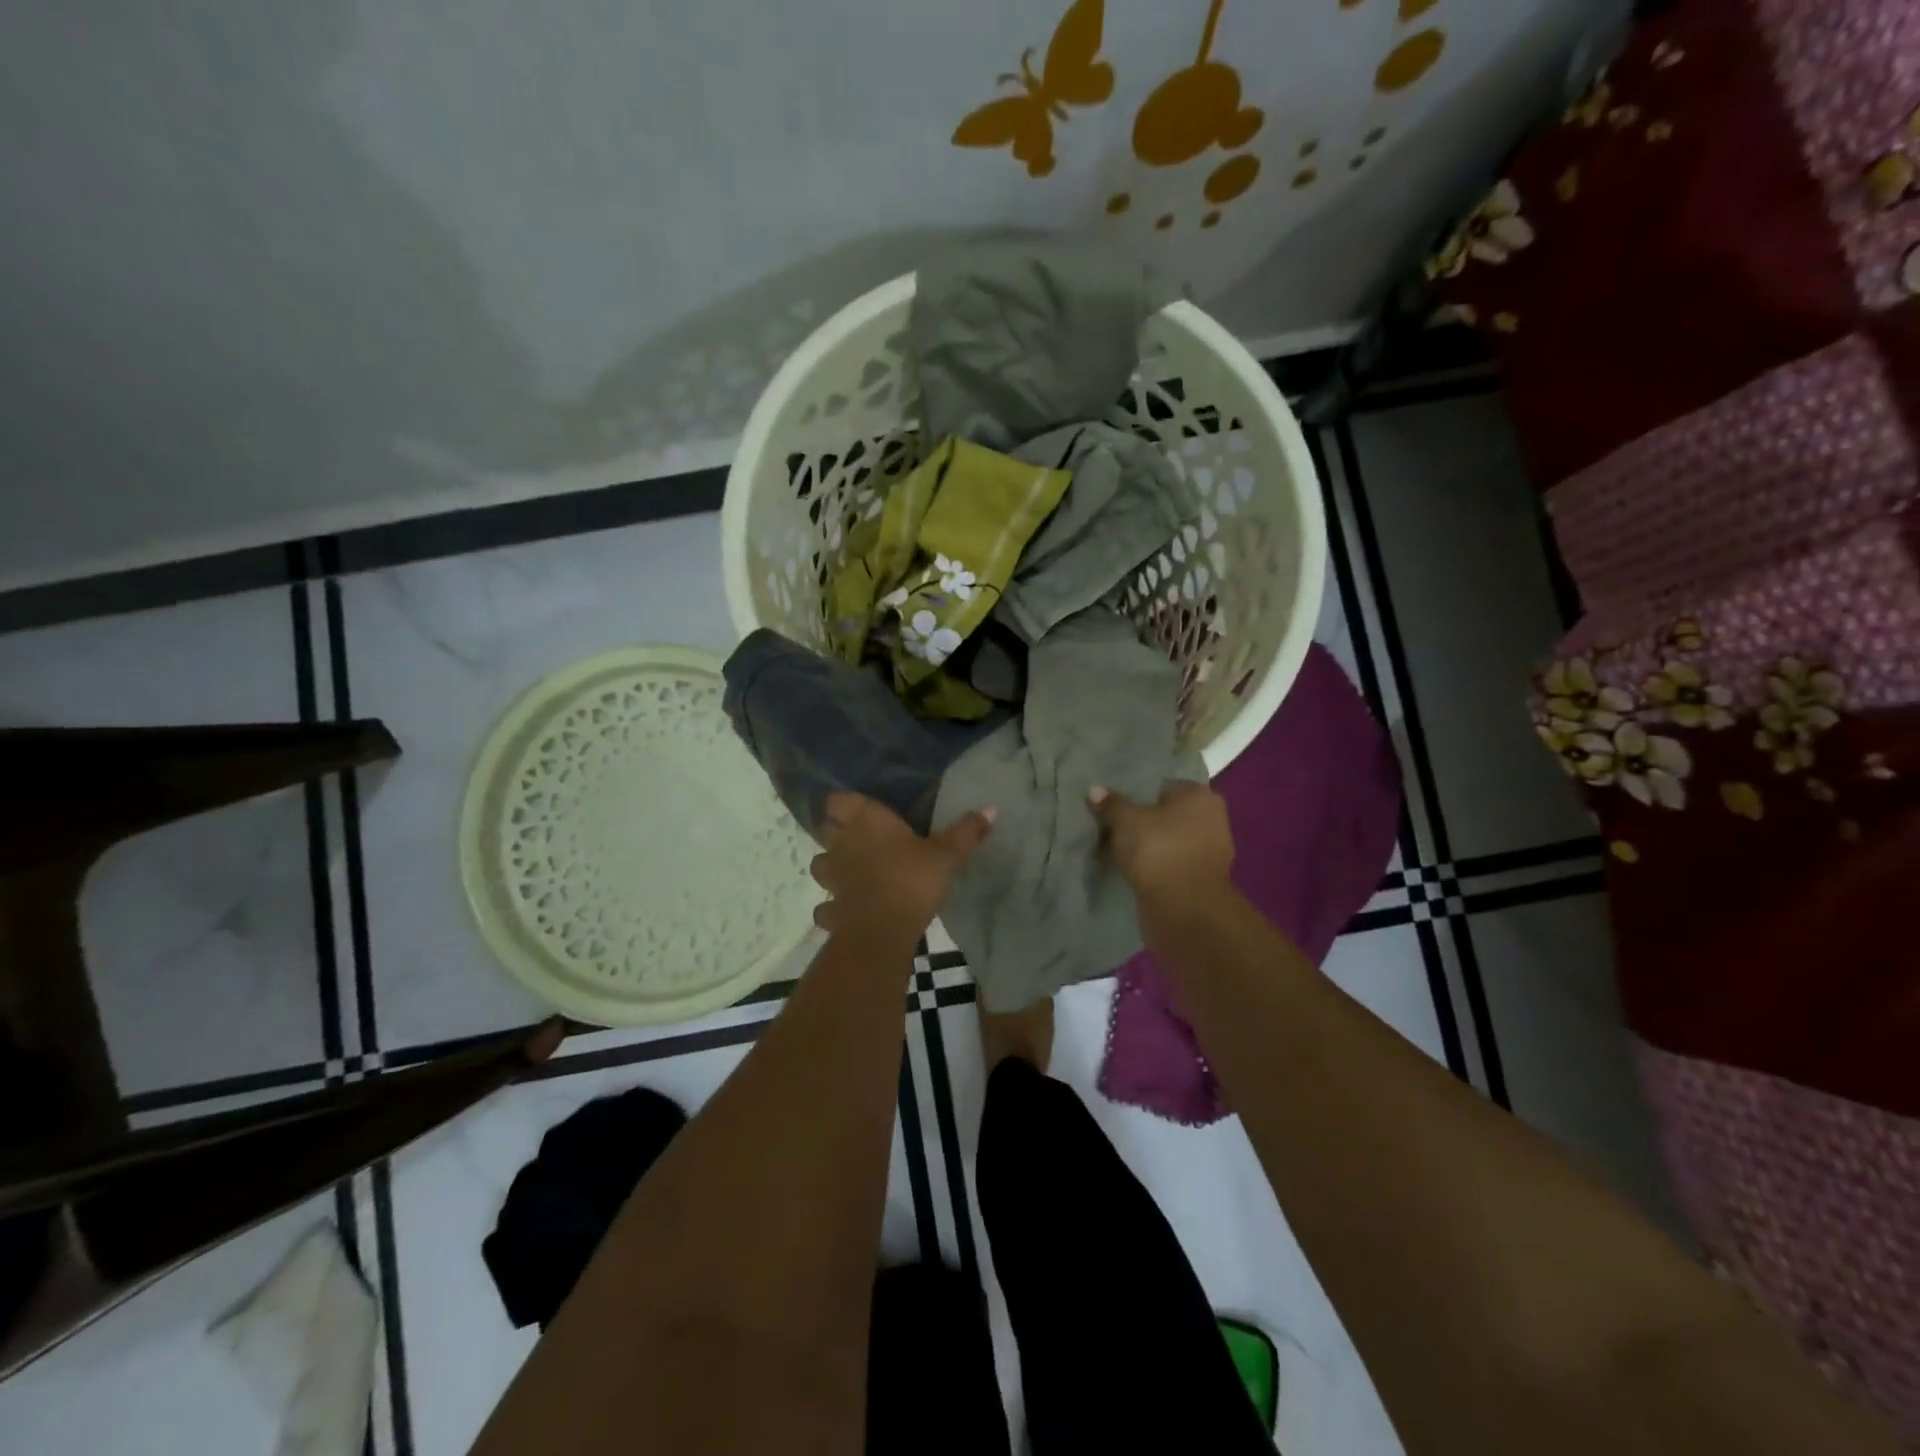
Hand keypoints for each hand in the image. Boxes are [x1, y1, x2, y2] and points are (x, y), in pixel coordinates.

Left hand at [810, 793, 994, 940]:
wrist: (882, 930)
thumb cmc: (912, 879)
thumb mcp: (947, 855)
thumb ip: (966, 832)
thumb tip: (992, 808)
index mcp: (865, 821)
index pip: (838, 800)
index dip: (846, 804)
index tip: (861, 809)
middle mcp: (841, 844)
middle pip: (825, 829)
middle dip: (837, 833)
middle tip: (861, 839)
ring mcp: (831, 878)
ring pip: (820, 865)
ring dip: (831, 867)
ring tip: (852, 873)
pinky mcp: (829, 909)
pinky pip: (825, 905)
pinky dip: (833, 908)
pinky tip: (848, 911)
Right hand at [1088, 781, 1233, 905]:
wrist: (1184, 909)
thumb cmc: (1158, 850)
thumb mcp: (1126, 821)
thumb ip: (1111, 804)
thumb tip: (1095, 789)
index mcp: (1199, 796)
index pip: (1164, 786)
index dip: (1138, 794)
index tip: (1115, 805)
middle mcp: (1211, 820)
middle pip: (1168, 814)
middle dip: (1144, 821)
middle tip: (1113, 826)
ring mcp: (1210, 852)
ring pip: (1169, 841)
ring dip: (1150, 846)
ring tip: (1118, 849)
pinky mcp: (1200, 880)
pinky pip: (1171, 864)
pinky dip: (1155, 866)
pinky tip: (1133, 870)